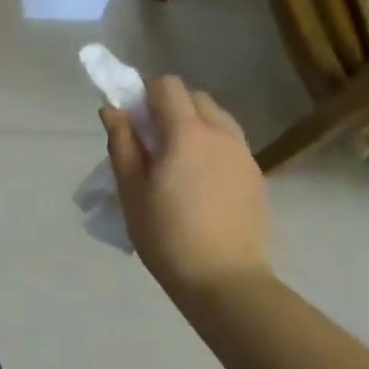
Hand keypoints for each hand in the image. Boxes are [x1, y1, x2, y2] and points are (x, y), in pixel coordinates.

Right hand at [100, 75, 269, 297]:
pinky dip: (212, 144)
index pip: (167, 85)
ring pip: (216, 117)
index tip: (132, 119)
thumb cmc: (167, 235)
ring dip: (193, 122)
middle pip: (194, 96)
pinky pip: (230, 142)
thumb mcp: (131, 189)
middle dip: (170, 105)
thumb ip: (121, 142)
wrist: (226, 282)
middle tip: (150, 139)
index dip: (145, 92)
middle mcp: (220, 133)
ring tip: (177, 159)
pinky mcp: (256, 176)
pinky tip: (200, 180)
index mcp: (186, 131)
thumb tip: (111, 109)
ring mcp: (243, 154)